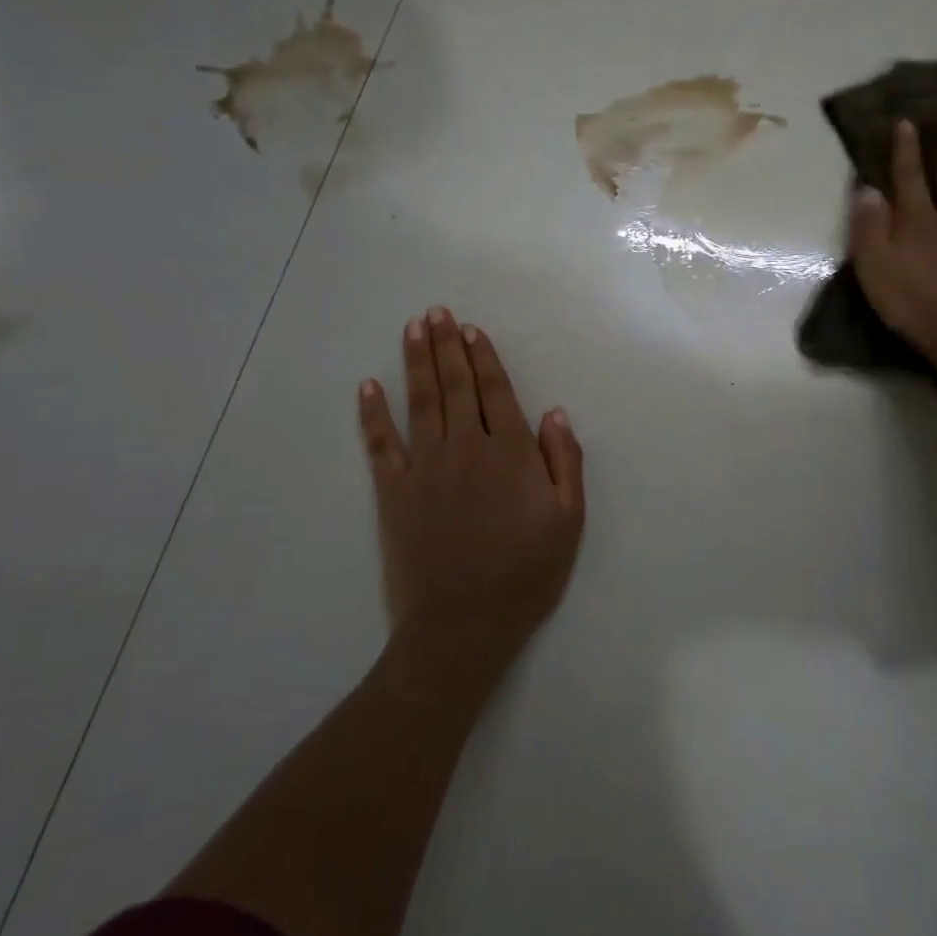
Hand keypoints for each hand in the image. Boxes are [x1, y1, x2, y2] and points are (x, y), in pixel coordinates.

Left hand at [357, 307, 585, 666]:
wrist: (463, 623)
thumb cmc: (525, 574)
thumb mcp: (568, 522)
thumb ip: (563, 462)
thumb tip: (554, 413)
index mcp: (509, 453)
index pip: (496, 392)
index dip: (484, 358)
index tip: (471, 330)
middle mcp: (465, 447)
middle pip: (455, 386)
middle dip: (448, 346)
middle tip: (437, 312)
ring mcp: (425, 467)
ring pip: (421, 401)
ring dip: (416, 362)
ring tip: (413, 328)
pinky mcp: (393, 491)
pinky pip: (381, 443)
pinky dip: (373, 413)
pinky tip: (368, 385)